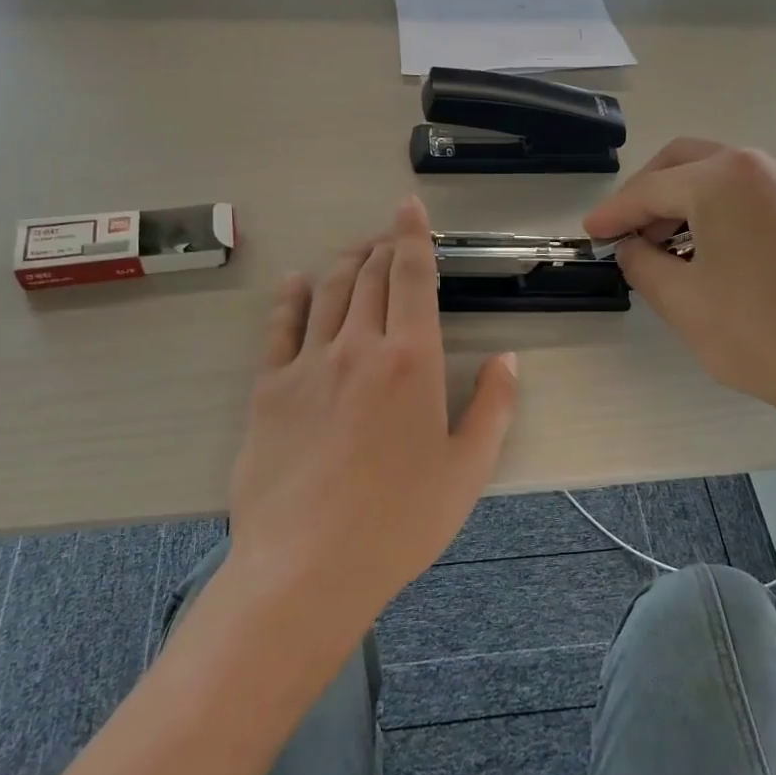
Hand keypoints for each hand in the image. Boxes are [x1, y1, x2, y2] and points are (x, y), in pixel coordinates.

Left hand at [226, 196, 518, 633]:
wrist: (308, 566)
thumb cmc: (400, 522)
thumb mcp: (468, 470)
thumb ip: (494, 408)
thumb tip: (507, 361)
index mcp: (412, 360)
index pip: (411, 276)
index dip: (412, 235)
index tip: (409, 208)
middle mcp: (358, 347)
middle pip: (370, 275)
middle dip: (383, 246)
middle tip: (391, 237)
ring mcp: (307, 364)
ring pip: (327, 291)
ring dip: (345, 263)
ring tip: (356, 254)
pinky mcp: (268, 389)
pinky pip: (280, 327)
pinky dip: (292, 297)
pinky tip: (298, 285)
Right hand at [584, 139, 775, 442]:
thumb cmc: (759, 333)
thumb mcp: (680, 300)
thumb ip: (641, 263)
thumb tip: (631, 246)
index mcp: (725, 176)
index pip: (651, 189)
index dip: (614, 212)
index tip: (589, 233)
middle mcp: (764, 162)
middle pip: (687, 163)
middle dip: (648, 195)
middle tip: (624, 232)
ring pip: (722, 175)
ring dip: (685, 202)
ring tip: (663, 247)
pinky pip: (753, 193)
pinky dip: (720, 210)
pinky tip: (709, 248)